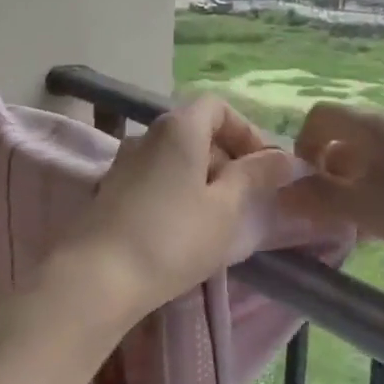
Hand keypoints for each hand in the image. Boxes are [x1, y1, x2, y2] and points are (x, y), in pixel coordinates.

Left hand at [55, 97, 302, 324]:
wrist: (97, 276)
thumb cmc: (172, 237)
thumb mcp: (225, 209)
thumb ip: (255, 177)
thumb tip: (286, 157)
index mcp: (178, 127)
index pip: (217, 106)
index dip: (245, 130)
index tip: (263, 167)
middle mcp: (148, 134)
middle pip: (195, 130)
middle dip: (227, 157)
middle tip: (246, 199)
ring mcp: (125, 161)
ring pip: (175, 157)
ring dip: (202, 178)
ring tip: (219, 220)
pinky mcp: (112, 189)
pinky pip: (155, 177)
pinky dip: (177, 191)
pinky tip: (184, 230)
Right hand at [283, 102, 383, 274]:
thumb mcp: (366, 210)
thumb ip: (319, 199)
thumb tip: (283, 192)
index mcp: (370, 125)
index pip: (318, 116)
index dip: (302, 146)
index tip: (306, 186)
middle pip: (342, 136)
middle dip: (327, 173)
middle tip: (330, 214)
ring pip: (368, 157)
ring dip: (353, 186)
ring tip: (361, 227)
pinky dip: (381, 190)